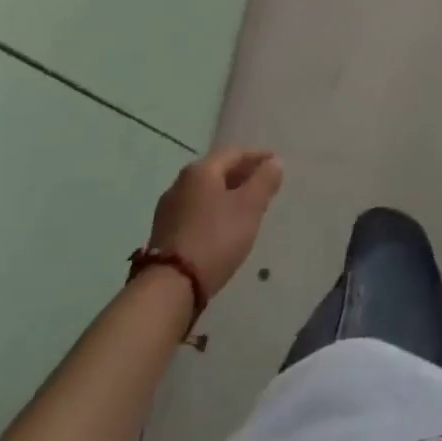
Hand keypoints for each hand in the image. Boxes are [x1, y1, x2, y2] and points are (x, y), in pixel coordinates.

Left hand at [148, 149, 283, 299]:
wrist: (170, 287)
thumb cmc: (215, 238)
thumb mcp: (249, 207)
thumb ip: (264, 180)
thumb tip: (274, 162)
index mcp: (201, 170)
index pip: (236, 153)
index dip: (259, 157)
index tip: (277, 165)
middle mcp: (180, 183)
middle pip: (219, 171)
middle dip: (243, 175)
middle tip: (264, 185)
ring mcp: (169, 208)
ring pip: (206, 192)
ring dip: (228, 194)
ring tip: (247, 207)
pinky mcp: (165, 232)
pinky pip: (196, 211)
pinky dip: (214, 211)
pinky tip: (224, 226)